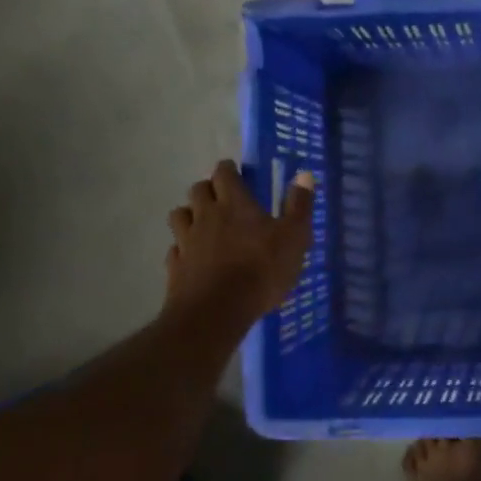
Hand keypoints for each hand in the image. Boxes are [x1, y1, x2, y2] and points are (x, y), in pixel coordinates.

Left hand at [166, 160, 316, 324]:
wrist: (217, 311)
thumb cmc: (262, 270)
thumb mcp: (294, 238)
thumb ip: (299, 206)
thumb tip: (305, 174)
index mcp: (234, 204)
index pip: (224, 173)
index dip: (229, 170)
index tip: (236, 173)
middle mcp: (205, 215)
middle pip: (198, 190)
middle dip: (209, 190)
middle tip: (223, 199)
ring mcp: (186, 241)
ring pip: (180, 215)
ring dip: (190, 214)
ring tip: (204, 225)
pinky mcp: (175, 266)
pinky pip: (175, 249)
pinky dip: (183, 248)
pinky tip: (194, 258)